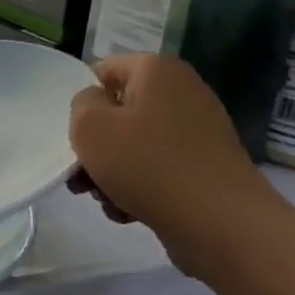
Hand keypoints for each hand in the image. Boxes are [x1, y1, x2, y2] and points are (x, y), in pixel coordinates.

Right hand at [67, 54, 275, 274]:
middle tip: (81, 175)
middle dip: (94, 145)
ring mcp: (198, 130)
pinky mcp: (204, 165)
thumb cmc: (146, 164)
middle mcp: (182, 92)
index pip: (103, 71)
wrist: (220, 223)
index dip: (82, 101)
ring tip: (104, 199)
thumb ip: (81, 104)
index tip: (74, 133)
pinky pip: (157, 167)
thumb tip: (97, 106)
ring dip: (111, 170)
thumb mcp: (90, 126)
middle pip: (118, 112)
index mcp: (157, 70)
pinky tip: (129, 211)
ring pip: (134, 144)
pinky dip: (138, 185)